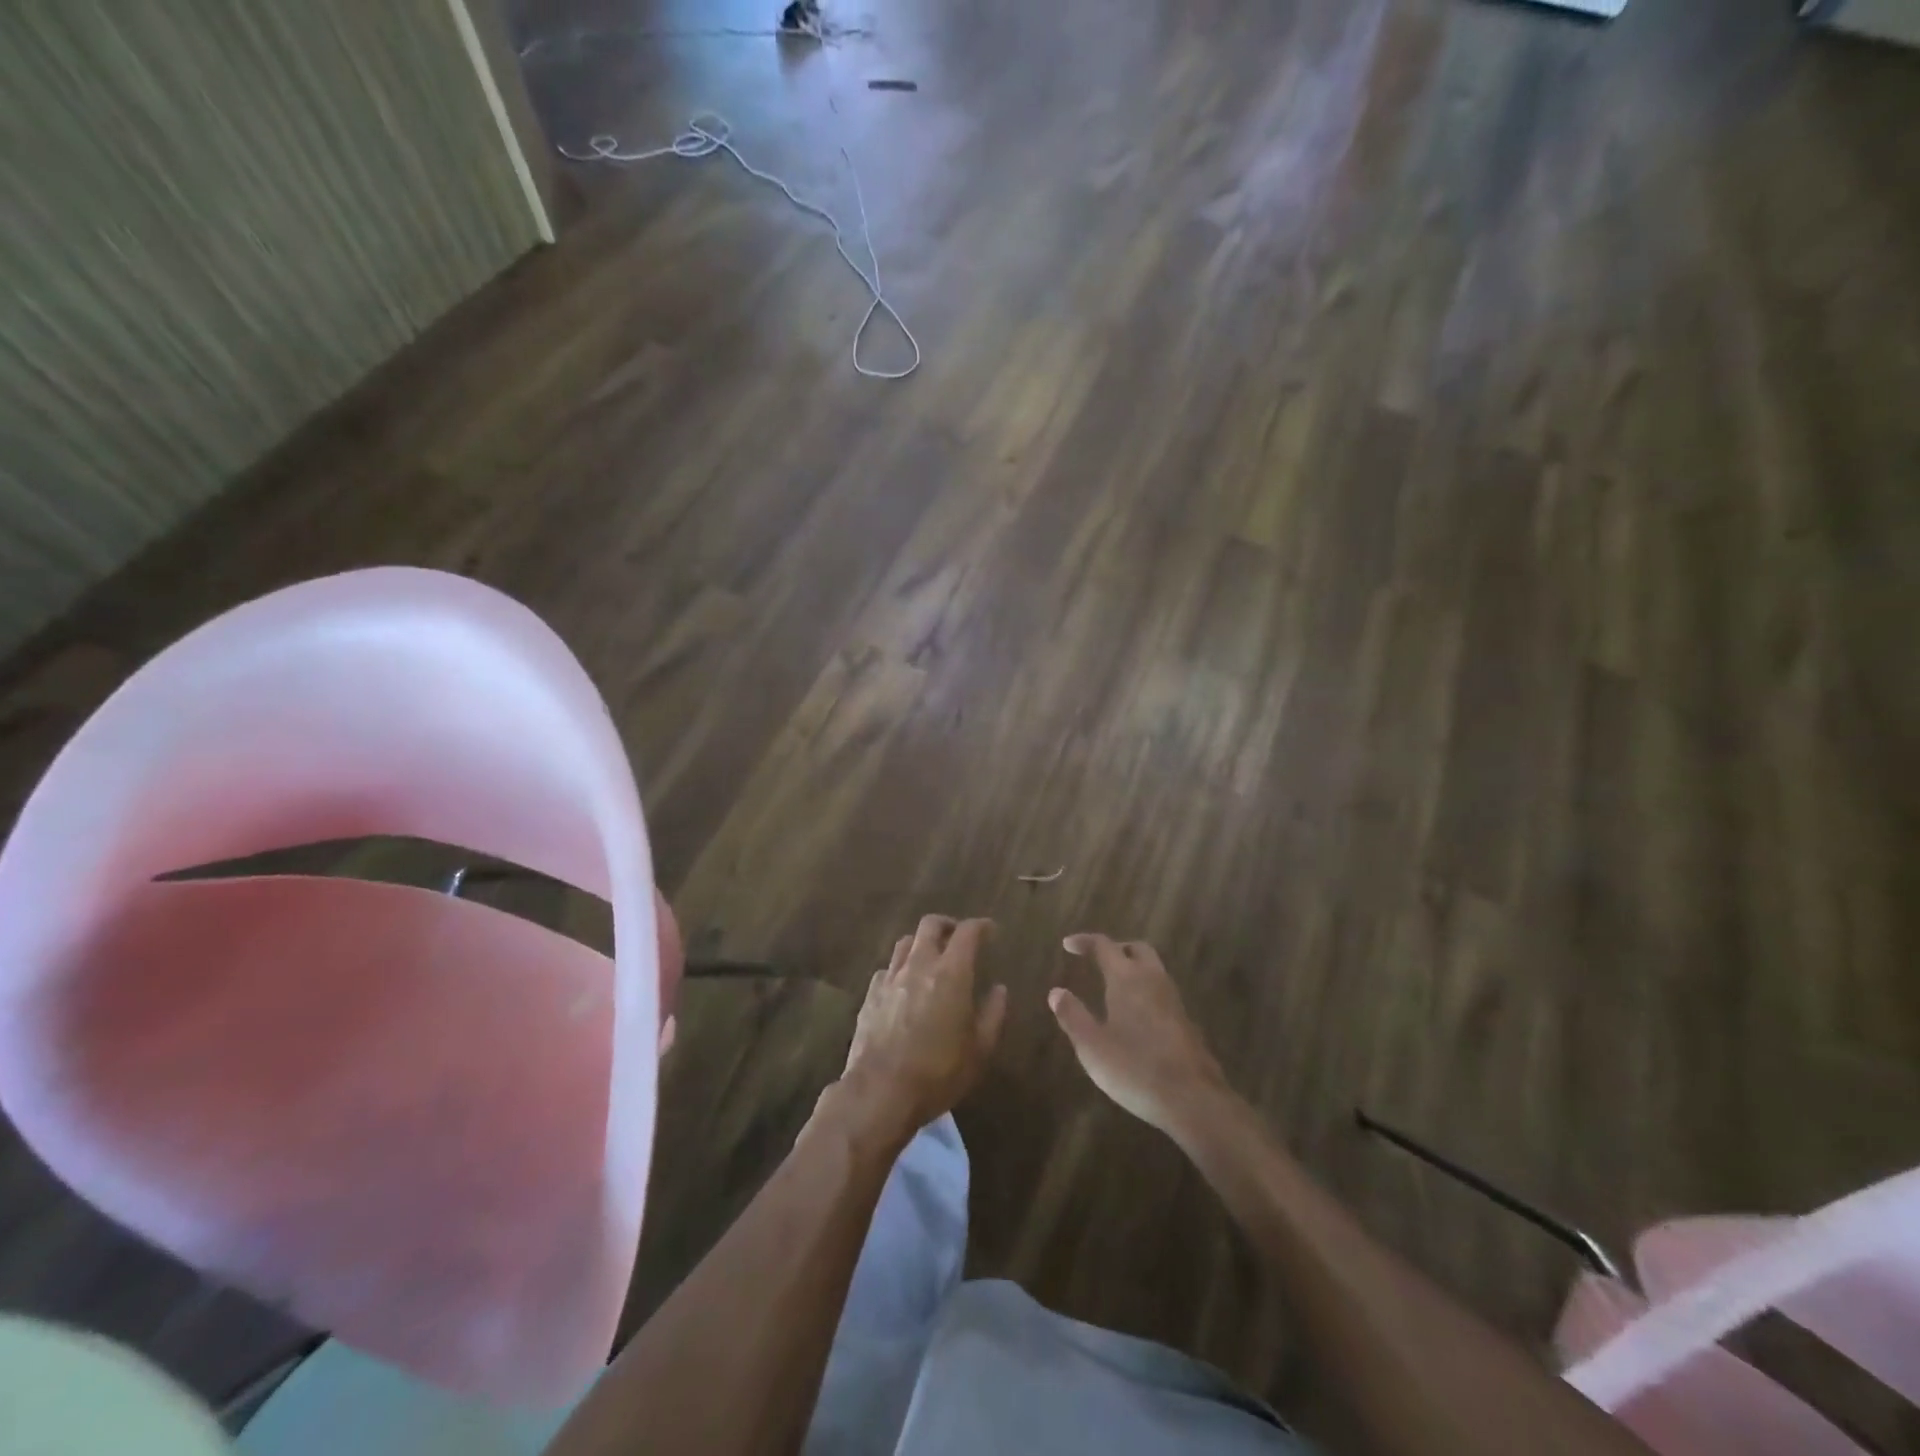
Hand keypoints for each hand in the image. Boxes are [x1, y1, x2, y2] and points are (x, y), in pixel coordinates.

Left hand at [838, 915, 1006, 1143]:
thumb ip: (993, 1014)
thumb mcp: (980, 1050)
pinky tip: (905, 985)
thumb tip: (999, 989)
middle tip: (959, 937)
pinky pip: (888, 968)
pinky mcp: (871, 994)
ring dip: (922, 942)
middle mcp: (919, 964)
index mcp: (951, 973)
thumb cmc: (939, 1072)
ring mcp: (891, 977)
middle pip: (930, 925)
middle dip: (948, 925)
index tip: (990, 930)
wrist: (881, 1092)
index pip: (967, 932)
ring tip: (931, 958)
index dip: (981, 926)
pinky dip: (901, 968)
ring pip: (906, 942)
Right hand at [1050, 934, 1231, 1140]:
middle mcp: (1153, 980)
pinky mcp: (1185, 1022)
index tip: (1068, 945)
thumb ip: (1073, 1016)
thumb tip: (1056, 992)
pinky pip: (1161, 992)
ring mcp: (1173, 1001)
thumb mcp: (1092, 1046)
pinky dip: (1145, 991)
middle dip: (1116, 949)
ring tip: (1113, 987)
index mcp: (1127, 979)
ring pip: (1153, 970)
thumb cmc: (1135, 1068)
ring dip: (1133, 969)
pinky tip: (1135, 1015)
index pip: (1104, 945)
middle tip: (1097, 960)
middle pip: (1136, 949)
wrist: (1192, 1099)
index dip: (1085, 941)